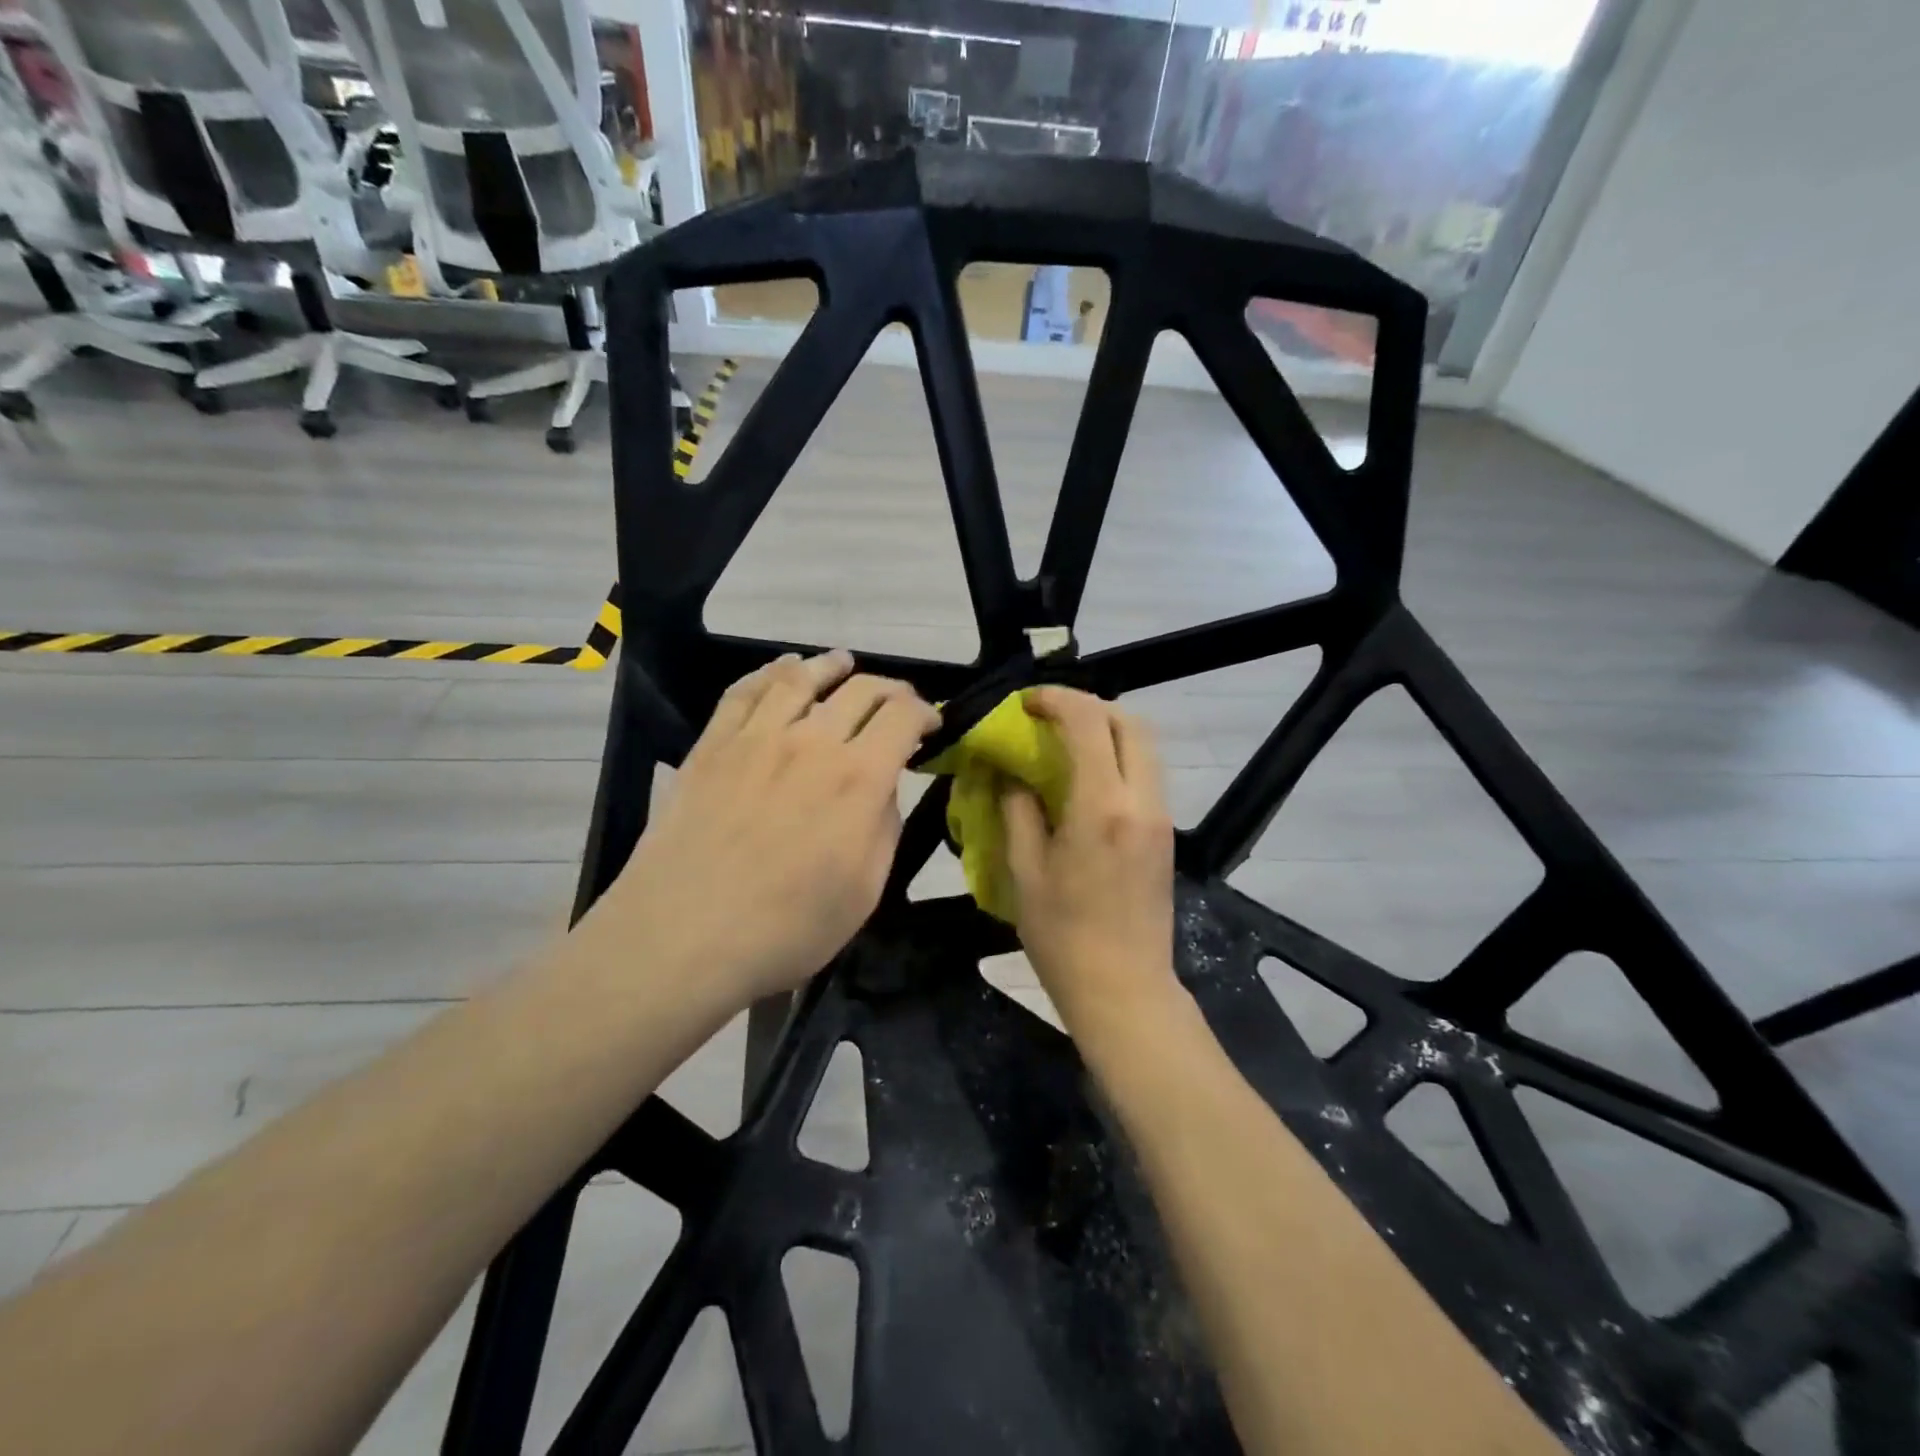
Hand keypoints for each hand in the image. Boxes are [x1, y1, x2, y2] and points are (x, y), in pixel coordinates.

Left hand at [597, 650, 938, 1009]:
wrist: (682, 937)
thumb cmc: (786, 928)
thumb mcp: (864, 890)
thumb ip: (883, 827)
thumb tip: (883, 787)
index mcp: (858, 778)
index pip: (903, 717)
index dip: (925, 713)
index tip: (931, 726)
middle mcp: (811, 742)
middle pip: (859, 689)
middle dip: (890, 689)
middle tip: (898, 701)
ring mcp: (756, 738)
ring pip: (801, 678)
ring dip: (832, 667)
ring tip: (843, 664)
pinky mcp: (712, 745)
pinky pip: (744, 691)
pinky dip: (770, 671)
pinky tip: (782, 670)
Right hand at [1001, 687, 1179, 1032]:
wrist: (1124, 989)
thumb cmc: (1063, 937)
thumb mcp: (1025, 871)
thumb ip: (1017, 810)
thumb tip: (1009, 773)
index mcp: (1101, 808)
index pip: (1088, 723)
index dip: (1056, 699)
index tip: (1026, 702)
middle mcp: (1141, 801)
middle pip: (1130, 722)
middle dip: (1089, 706)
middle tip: (1049, 716)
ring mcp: (1160, 817)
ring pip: (1144, 746)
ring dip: (1107, 729)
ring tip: (1065, 742)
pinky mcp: (1165, 833)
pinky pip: (1146, 773)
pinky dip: (1118, 757)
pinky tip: (1085, 778)